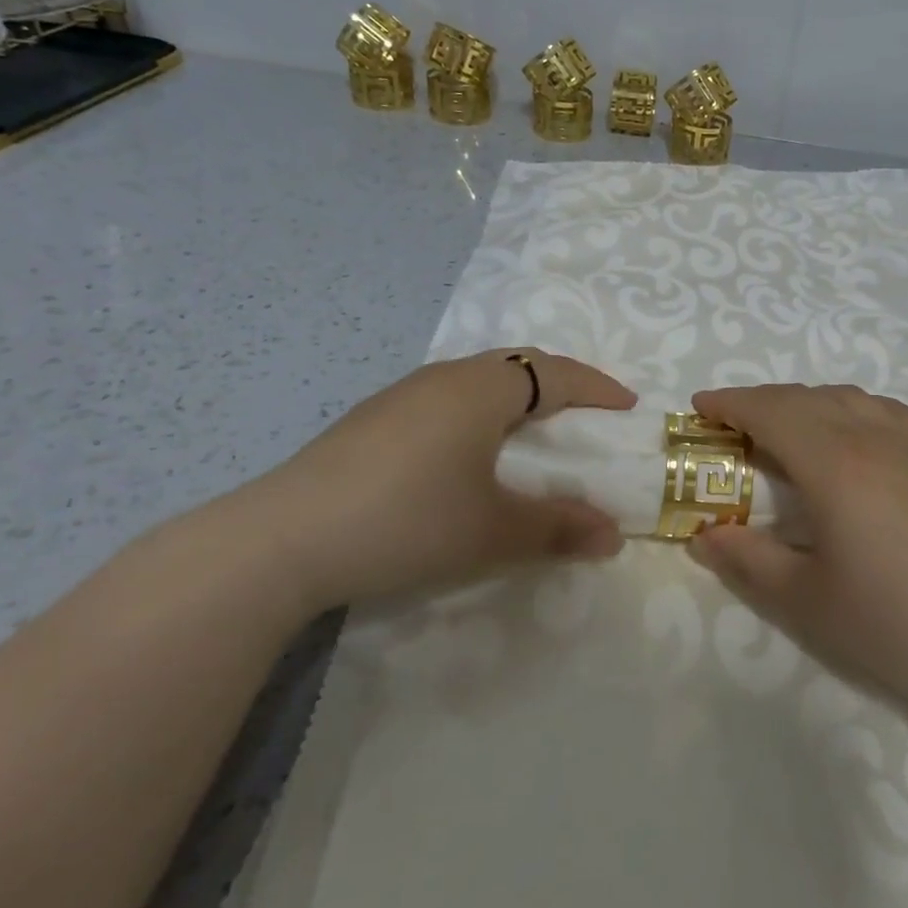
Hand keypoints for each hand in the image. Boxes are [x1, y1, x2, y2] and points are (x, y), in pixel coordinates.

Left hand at [233, 349, 636, 613]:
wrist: (281, 541)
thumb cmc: (408, 521)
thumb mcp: (494, 531)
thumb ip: (559, 529)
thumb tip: (613, 535)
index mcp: (482, 389)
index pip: (554, 372)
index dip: (596, 387)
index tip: (626, 406)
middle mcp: (444, 378)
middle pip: (516, 366)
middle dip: (558, 385)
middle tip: (583, 415)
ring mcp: (401, 396)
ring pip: (476, 381)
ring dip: (514, 399)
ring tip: (531, 433)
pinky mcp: (372, 421)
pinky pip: (445, 401)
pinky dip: (477, 414)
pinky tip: (466, 454)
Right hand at [687, 384, 907, 737]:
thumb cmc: (888, 622)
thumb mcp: (802, 599)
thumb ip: (745, 559)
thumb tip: (702, 534)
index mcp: (833, 464)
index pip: (771, 411)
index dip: (731, 402)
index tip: (700, 406)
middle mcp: (871, 435)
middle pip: (804, 397)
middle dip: (760, 401)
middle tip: (730, 424)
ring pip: (844, 396)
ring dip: (803, 402)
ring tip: (783, 429)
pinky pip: (881, 407)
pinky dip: (847, 407)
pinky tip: (847, 433)